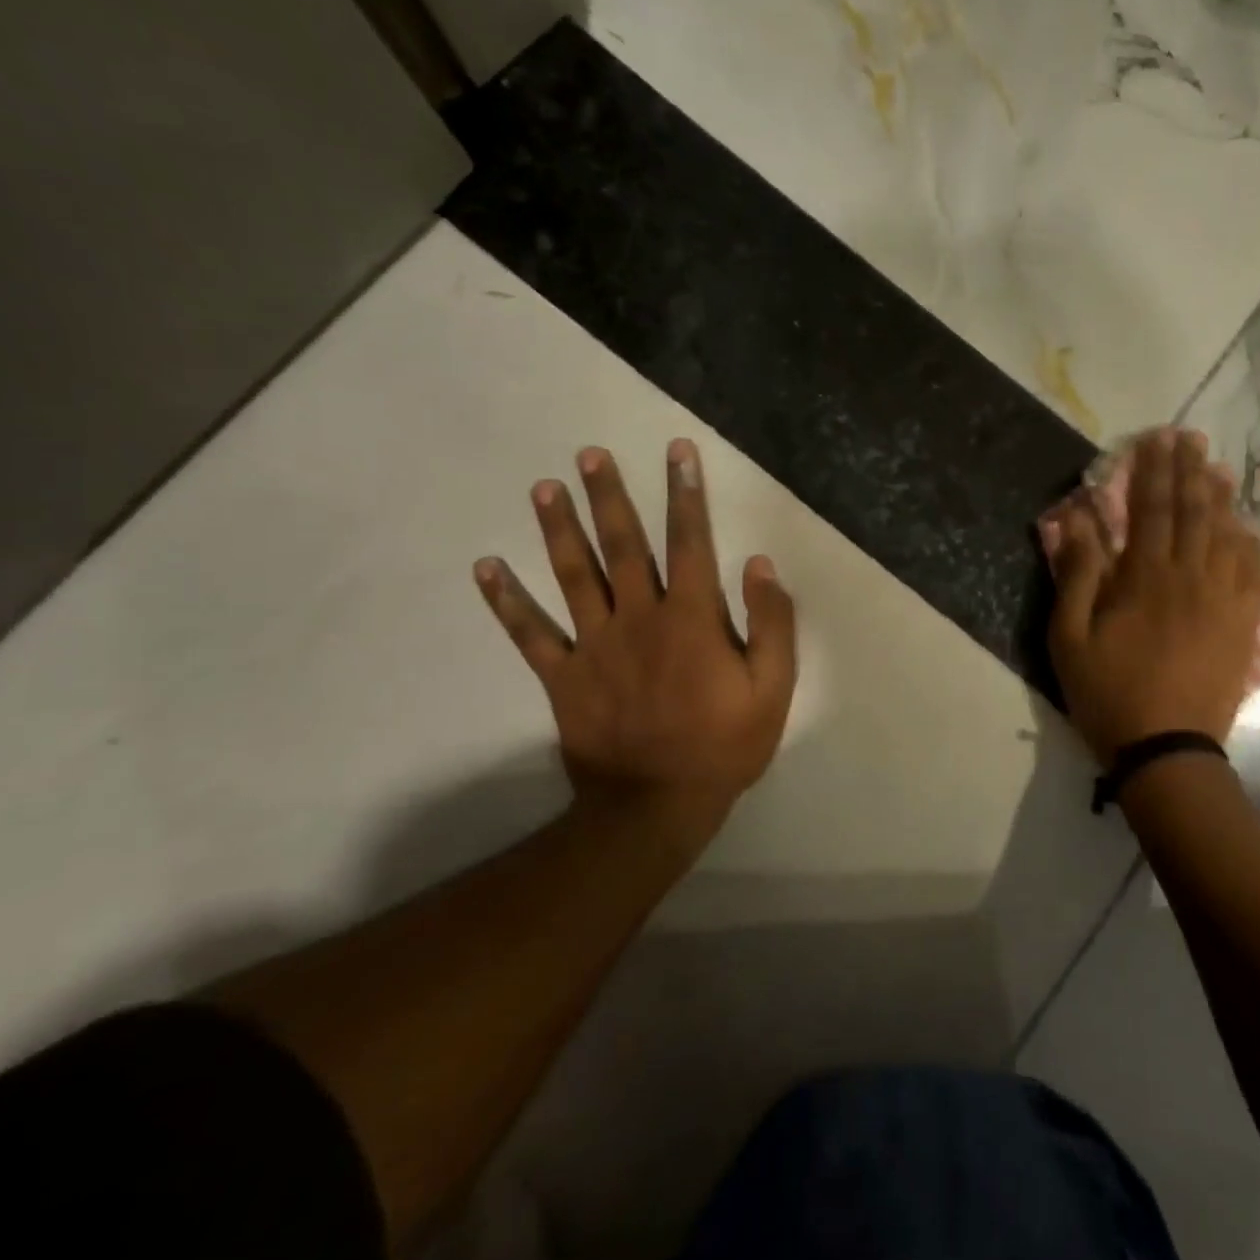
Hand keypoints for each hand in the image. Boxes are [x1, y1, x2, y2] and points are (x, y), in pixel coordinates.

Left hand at [474, 440, 797, 847]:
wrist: (656, 806)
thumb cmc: (724, 745)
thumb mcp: (773, 688)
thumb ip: (771, 623)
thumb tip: (759, 564)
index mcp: (691, 618)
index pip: (690, 541)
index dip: (685, 493)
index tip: (677, 452)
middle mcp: (638, 618)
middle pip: (623, 545)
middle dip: (610, 496)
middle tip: (590, 454)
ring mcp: (595, 645)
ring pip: (574, 575)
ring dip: (559, 529)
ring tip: (545, 488)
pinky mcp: (563, 676)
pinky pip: (530, 633)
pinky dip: (506, 601)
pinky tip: (486, 568)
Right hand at [1046, 429, 1259, 765]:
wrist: (1167, 750)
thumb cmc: (1108, 692)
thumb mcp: (1070, 637)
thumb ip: (1077, 574)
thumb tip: (1077, 519)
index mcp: (1146, 577)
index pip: (1151, 508)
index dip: (1153, 470)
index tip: (1156, 438)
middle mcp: (1191, 576)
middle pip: (1194, 511)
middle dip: (1190, 470)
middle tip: (1191, 438)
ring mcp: (1224, 600)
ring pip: (1227, 534)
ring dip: (1220, 497)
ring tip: (1216, 469)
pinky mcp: (1242, 624)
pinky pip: (1251, 570)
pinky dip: (1247, 541)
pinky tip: (1243, 527)